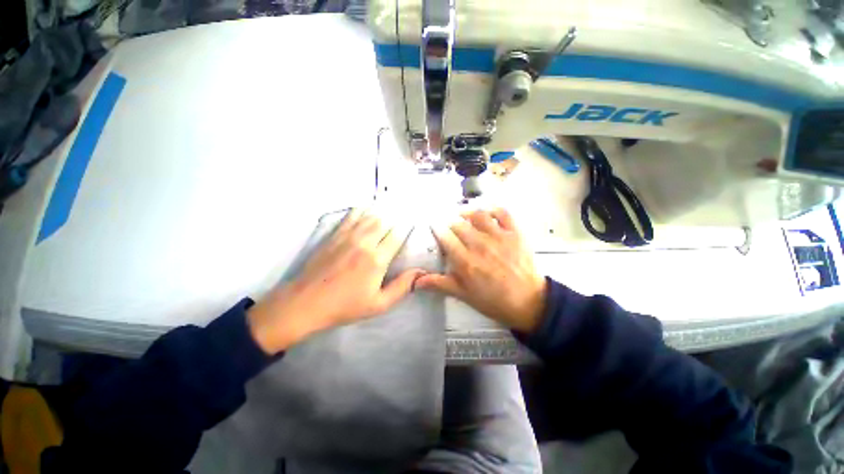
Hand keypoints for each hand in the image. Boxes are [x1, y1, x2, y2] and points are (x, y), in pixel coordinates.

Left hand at [247, 209, 424, 353]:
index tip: (412, 224)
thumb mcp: (378, 304)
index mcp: (377, 260)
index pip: (396, 236)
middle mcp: (364, 243)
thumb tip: (420, 272)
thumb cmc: (345, 306)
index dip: (406, 228)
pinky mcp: (335, 235)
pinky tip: (367, 208)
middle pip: (385, 222)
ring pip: (370, 216)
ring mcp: (348, 237)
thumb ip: (401, 287)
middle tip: (403, 214)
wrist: (306, 302)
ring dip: (382, 212)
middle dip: (396, 218)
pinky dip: (362, 210)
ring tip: (390, 208)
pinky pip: (351, 216)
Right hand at [416, 208, 546, 333]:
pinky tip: (487, 212)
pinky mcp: (515, 233)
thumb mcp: (463, 294)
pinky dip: (493, 209)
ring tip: (463, 215)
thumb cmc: (492, 300)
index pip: (445, 237)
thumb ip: (439, 284)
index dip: (437, 228)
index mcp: (465, 261)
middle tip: (448, 224)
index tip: (433, 225)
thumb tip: (415, 281)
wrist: (528, 302)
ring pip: (478, 215)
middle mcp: (480, 245)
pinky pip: (503, 213)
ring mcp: (499, 237)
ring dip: (467, 212)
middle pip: (458, 224)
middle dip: (449, 222)